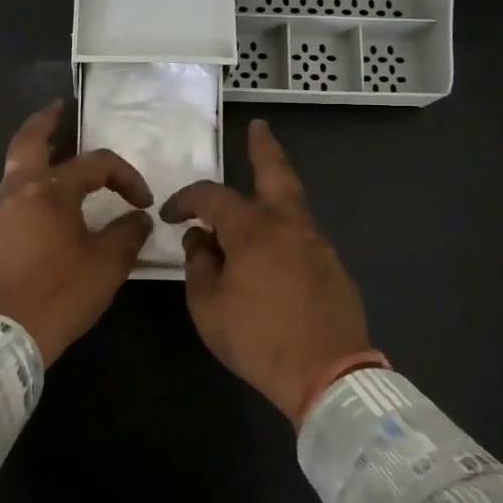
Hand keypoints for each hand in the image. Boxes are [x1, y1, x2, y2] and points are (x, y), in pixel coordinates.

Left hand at [0, 101, 154, 366]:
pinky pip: (11, 196)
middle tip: (61, 108)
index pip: (95, 165)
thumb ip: (127, 234)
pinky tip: (46, 203)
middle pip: (29, 141)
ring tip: (58, 154)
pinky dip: (29, 185)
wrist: (4, 336)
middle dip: (47, 121)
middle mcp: (16, 191)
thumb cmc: (60, 294)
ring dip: (37, 155)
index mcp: (48, 190)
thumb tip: (138, 219)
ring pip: (16, 168)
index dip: (125, 177)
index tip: (142, 202)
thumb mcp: (107, 264)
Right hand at [160, 119, 372, 425]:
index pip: (212, 197)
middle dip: (263, 148)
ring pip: (292, 203)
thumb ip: (199, 265)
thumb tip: (200, 239)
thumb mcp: (208, 307)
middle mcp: (288, 224)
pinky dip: (284, 227)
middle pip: (276, 173)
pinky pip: (302, 233)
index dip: (186, 200)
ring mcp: (317, 243)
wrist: (328, 374)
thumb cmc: (259, 340)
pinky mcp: (333, 266)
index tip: (169, 215)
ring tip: (256, 193)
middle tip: (258, 128)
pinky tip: (273, 246)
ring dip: (273, 190)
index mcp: (253, 230)